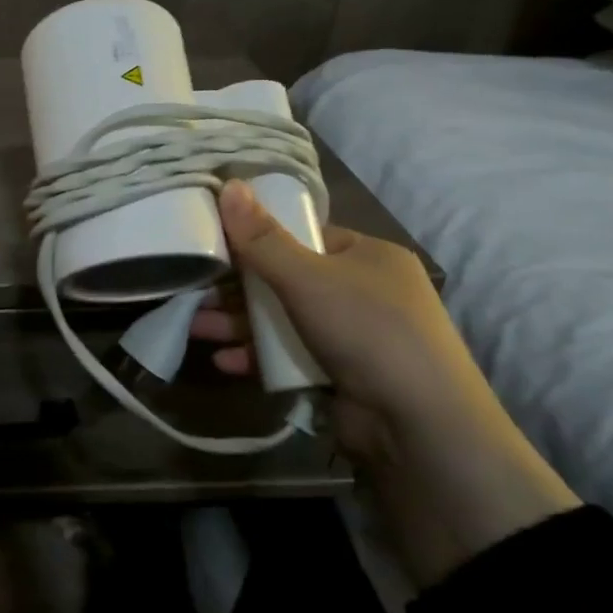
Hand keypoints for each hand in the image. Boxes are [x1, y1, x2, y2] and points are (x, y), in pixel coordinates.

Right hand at [196, 182, 578, 584]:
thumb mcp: (308, 277)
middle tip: (192, 290)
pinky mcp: (339, 374)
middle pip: (284, 278)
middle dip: (236, 288)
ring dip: (237, 324)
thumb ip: (262, 237)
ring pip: (281, 319)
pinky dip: (256, 356)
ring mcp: (352, 335)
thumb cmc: (367, 331)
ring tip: (193, 328)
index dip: (257, 237)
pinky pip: (288, 354)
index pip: (303, 235)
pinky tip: (223, 362)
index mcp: (366, 256)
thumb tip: (228, 184)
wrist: (420, 428)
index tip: (213, 242)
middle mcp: (363, 290)